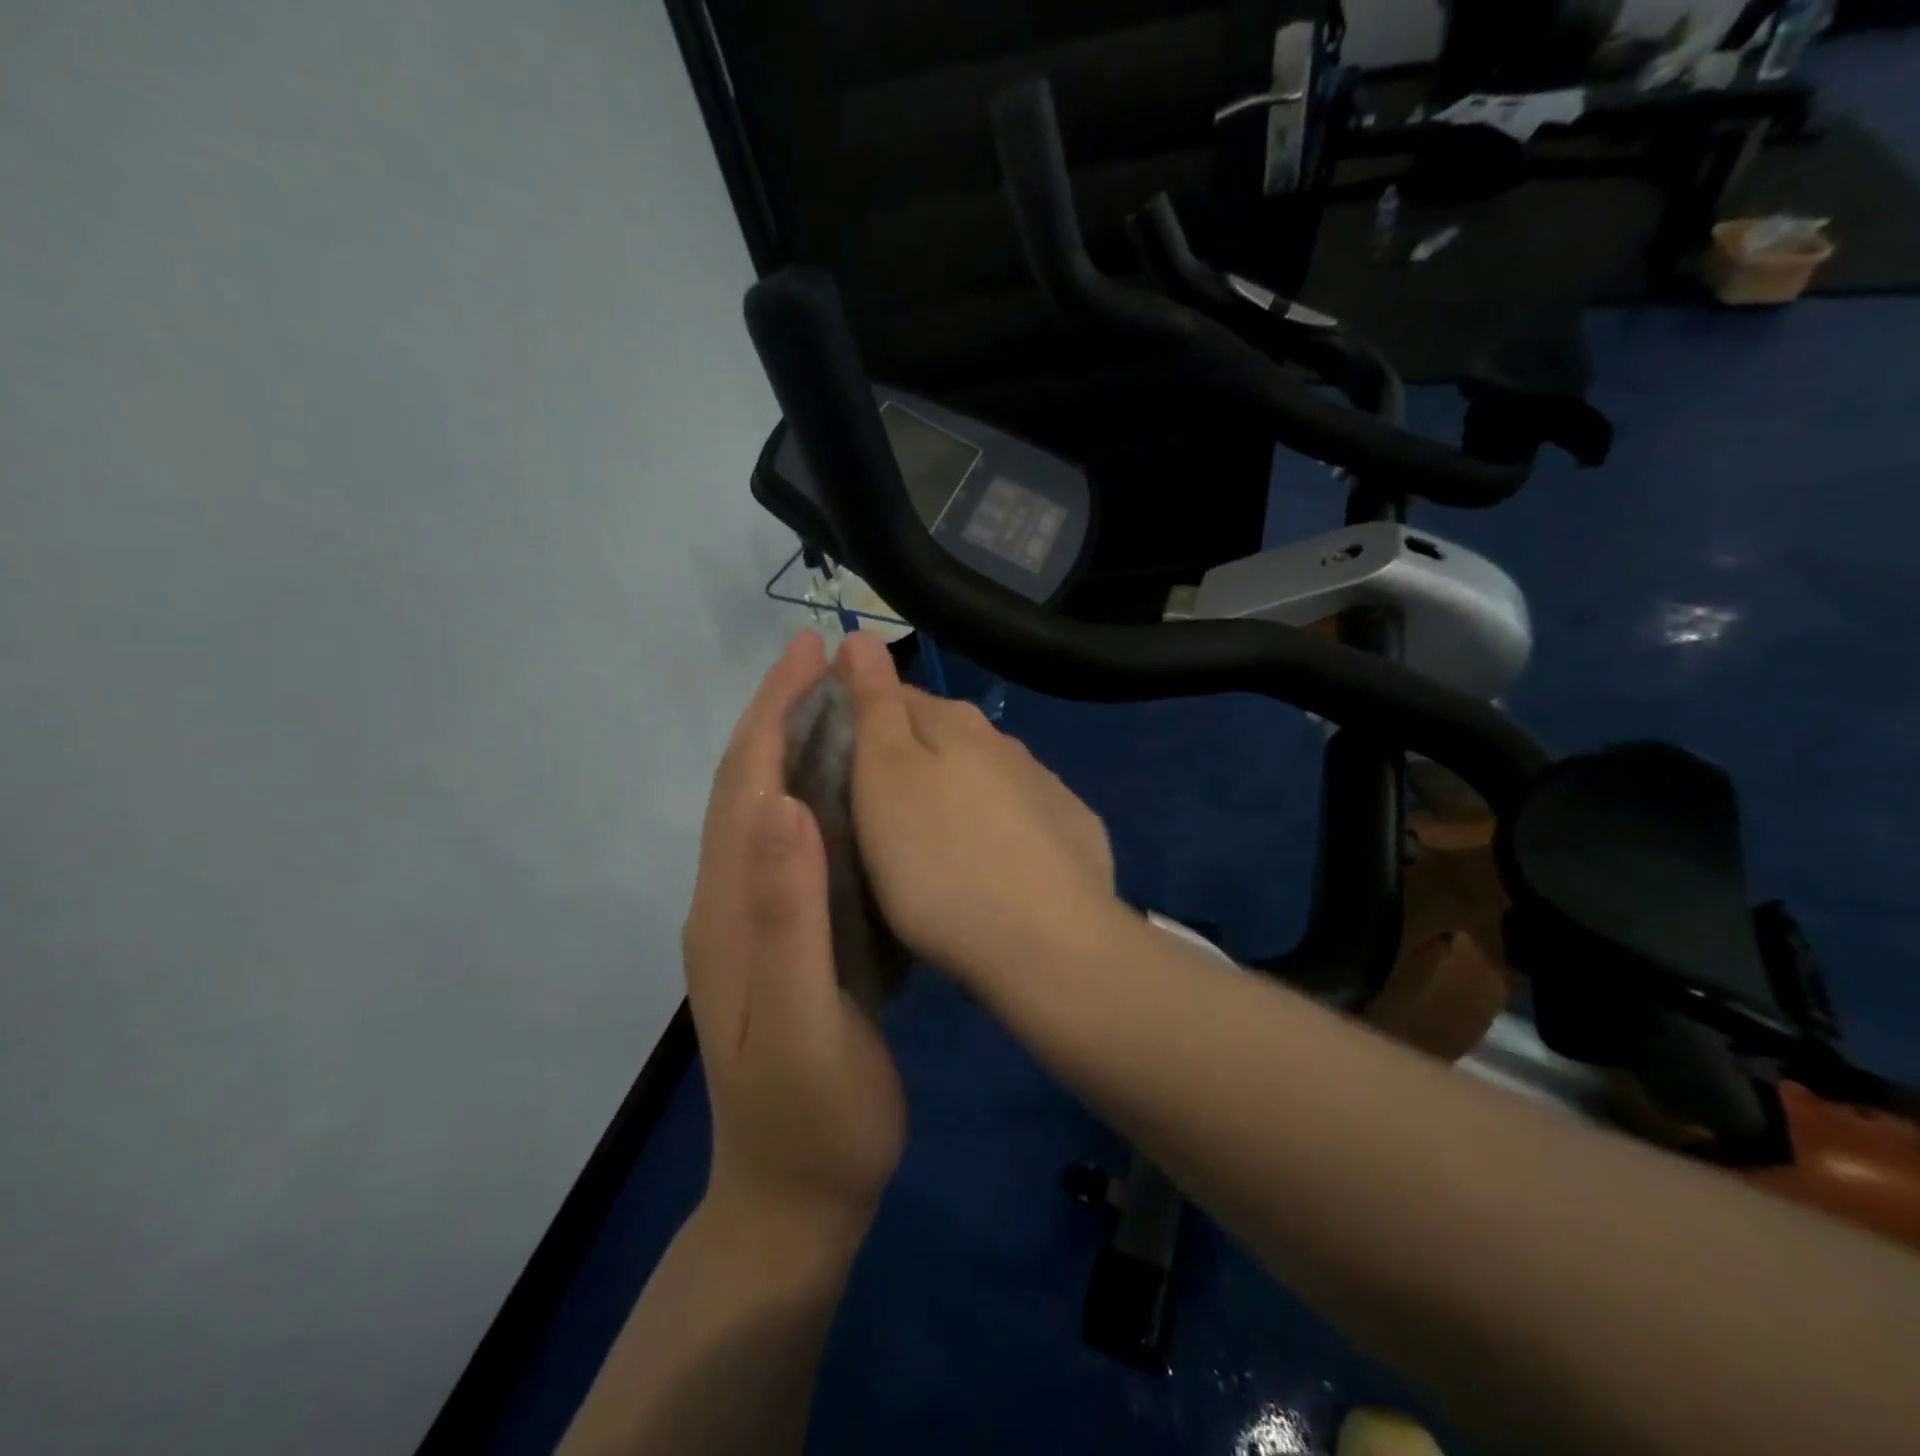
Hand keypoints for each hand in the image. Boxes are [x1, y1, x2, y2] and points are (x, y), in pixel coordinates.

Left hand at [682, 632, 905, 1239]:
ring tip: (842, 703)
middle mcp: (732, 902)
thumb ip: (788, 915)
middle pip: (749, 786)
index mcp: (730, 909)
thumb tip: (781, 803)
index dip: (773, 713)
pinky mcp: (784, 939)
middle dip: (780, 713)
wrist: (799, 1196)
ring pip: (770, 810)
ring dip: (797, 747)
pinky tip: (852, 787)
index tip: (806, 653)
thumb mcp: (805, 1019)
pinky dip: (817, 796)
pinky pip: (796, 845)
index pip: (747, 786)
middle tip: (827, 660)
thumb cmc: (812, 1114)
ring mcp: (756, 922)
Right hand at [836, 633, 1117, 982]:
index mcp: (954, 724)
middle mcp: (1004, 743)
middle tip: (875, 807)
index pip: (894, 695)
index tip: (833, 751)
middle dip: (908, 756)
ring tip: (931, 840)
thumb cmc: (941, 862)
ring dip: (955, 792)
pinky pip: (1021, 816)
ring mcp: (1045, 786)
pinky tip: (993, 862)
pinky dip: (998, 826)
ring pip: (983, 776)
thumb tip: (861, 635)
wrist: (1049, 944)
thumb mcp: (886, 778)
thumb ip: (875, 704)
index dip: (859, 714)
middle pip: (941, 736)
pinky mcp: (1073, 830)